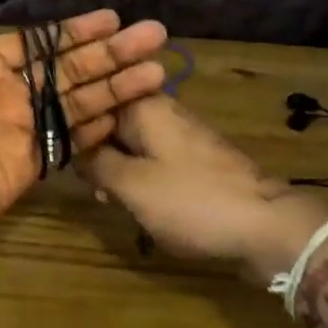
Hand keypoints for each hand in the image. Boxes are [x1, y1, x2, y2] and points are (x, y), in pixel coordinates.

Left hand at [0, 0, 169, 262]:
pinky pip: (69, 144)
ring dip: (118, 87)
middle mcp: (3, 94)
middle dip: (112, 52)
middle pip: (69, 68)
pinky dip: (99, 130)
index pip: (37, 42)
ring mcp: (17, 133)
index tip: (112, 16)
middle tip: (156, 34)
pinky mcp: (25, 170)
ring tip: (160, 70)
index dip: (73, 31)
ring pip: (78, 102)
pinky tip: (131, 114)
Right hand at [78, 96, 327, 279]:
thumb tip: (74, 148)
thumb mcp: (132, 185)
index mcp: (143, 106)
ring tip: (111, 201)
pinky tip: (137, 204)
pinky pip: (153, 159)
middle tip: (91, 188)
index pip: (91, 102)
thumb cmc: (192, 201)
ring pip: (131, 143)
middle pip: (110, 122)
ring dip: (116, 170)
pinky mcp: (194, 158)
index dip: (72, 130)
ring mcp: (180, 134)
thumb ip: (96, 163)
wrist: (267, 226)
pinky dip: (140, 178)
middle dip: (94, 154)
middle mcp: (161, 110)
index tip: (60, 158)